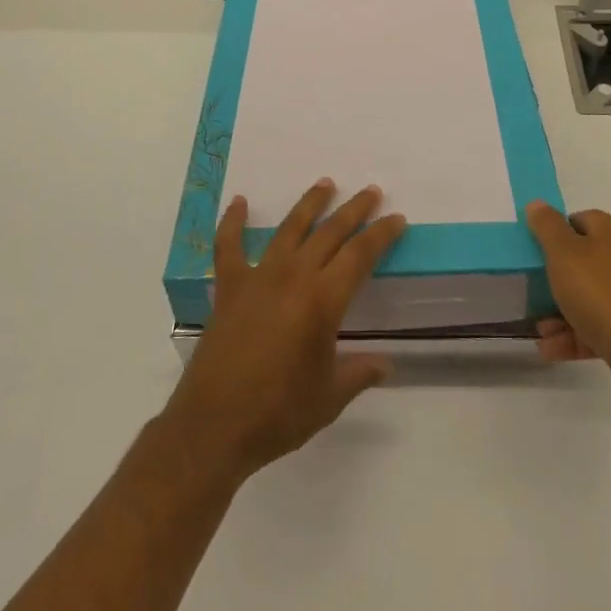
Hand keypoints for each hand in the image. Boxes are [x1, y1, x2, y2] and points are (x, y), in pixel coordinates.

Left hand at [162, 179, 406, 482]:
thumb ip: (358, 373)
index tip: (396, 219)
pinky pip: (228, 245)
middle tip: (370, 191)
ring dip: (309, 204)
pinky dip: (232, 221)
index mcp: (323, 301)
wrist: (215, 426)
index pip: (360, 256)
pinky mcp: (229, 287)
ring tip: (325, 184)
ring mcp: (258, 277)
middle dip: (353, 210)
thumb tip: (385, 364)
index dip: (381, 235)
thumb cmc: (279, 414)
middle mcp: (293, 276)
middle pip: (329, 233)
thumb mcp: (329, 398)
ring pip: (289, 228)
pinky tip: (238, 202)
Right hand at [526, 202, 610, 419]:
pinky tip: (551, 349)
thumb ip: (547, 226)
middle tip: (533, 289)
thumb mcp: (563, 252)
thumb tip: (538, 204)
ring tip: (540, 329)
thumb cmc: (601, 294)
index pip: (580, 221)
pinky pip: (602, 327)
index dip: (555, 233)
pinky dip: (576, 335)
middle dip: (557, 277)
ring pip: (592, 297)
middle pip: (586, 261)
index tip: (536, 251)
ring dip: (562, 312)